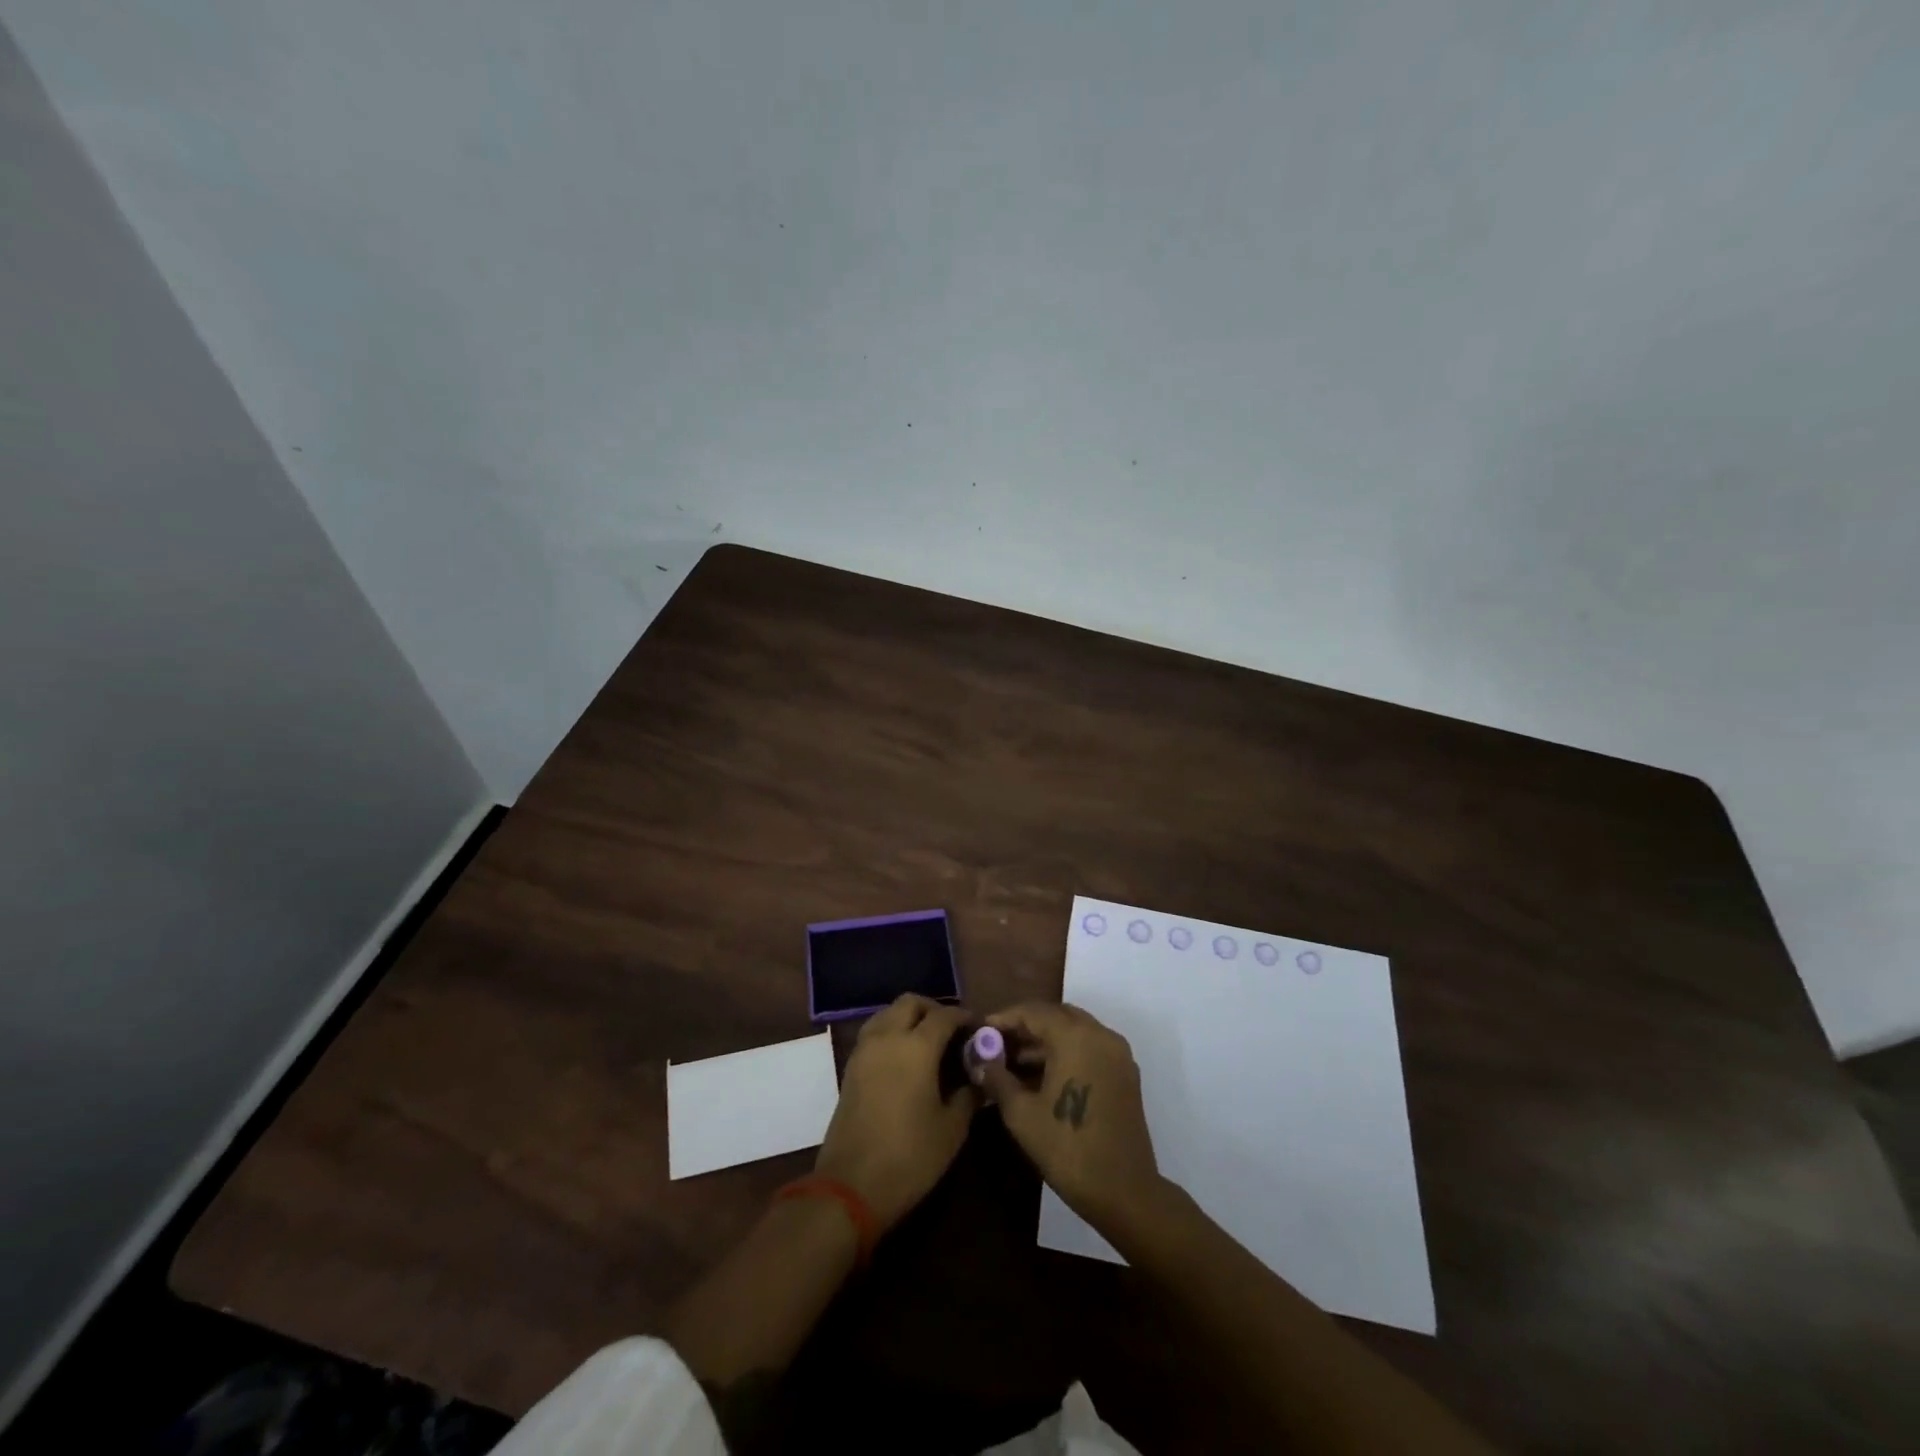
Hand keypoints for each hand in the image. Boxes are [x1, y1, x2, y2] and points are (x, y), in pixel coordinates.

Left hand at [814, 994, 976, 1230]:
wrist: (850, 1186)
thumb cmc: (909, 1157)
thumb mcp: (951, 1129)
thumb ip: (968, 1095)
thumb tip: (978, 1078)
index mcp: (917, 1047)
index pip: (945, 1015)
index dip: (965, 1018)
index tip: (979, 1029)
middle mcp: (888, 1038)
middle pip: (911, 1003)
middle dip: (934, 1009)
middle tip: (952, 1031)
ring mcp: (864, 1050)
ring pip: (888, 1013)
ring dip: (909, 1017)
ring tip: (928, 1041)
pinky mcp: (850, 1067)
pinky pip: (874, 1032)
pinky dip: (891, 1031)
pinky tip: (905, 1057)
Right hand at [977, 1002, 1162, 1232]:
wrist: (1124, 1192)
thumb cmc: (1067, 1148)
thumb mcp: (1021, 1114)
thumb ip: (997, 1078)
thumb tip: (979, 1060)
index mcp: (1075, 1037)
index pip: (1033, 1011)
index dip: (1004, 1019)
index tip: (981, 1031)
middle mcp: (1100, 1034)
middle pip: (1056, 1015)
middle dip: (1025, 1026)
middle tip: (997, 1044)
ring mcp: (1117, 1053)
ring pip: (1075, 1030)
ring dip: (1045, 1040)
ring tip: (1014, 1062)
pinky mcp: (1125, 1073)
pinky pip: (1090, 1047)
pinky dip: (1066, 1051)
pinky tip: (1043, 1075)